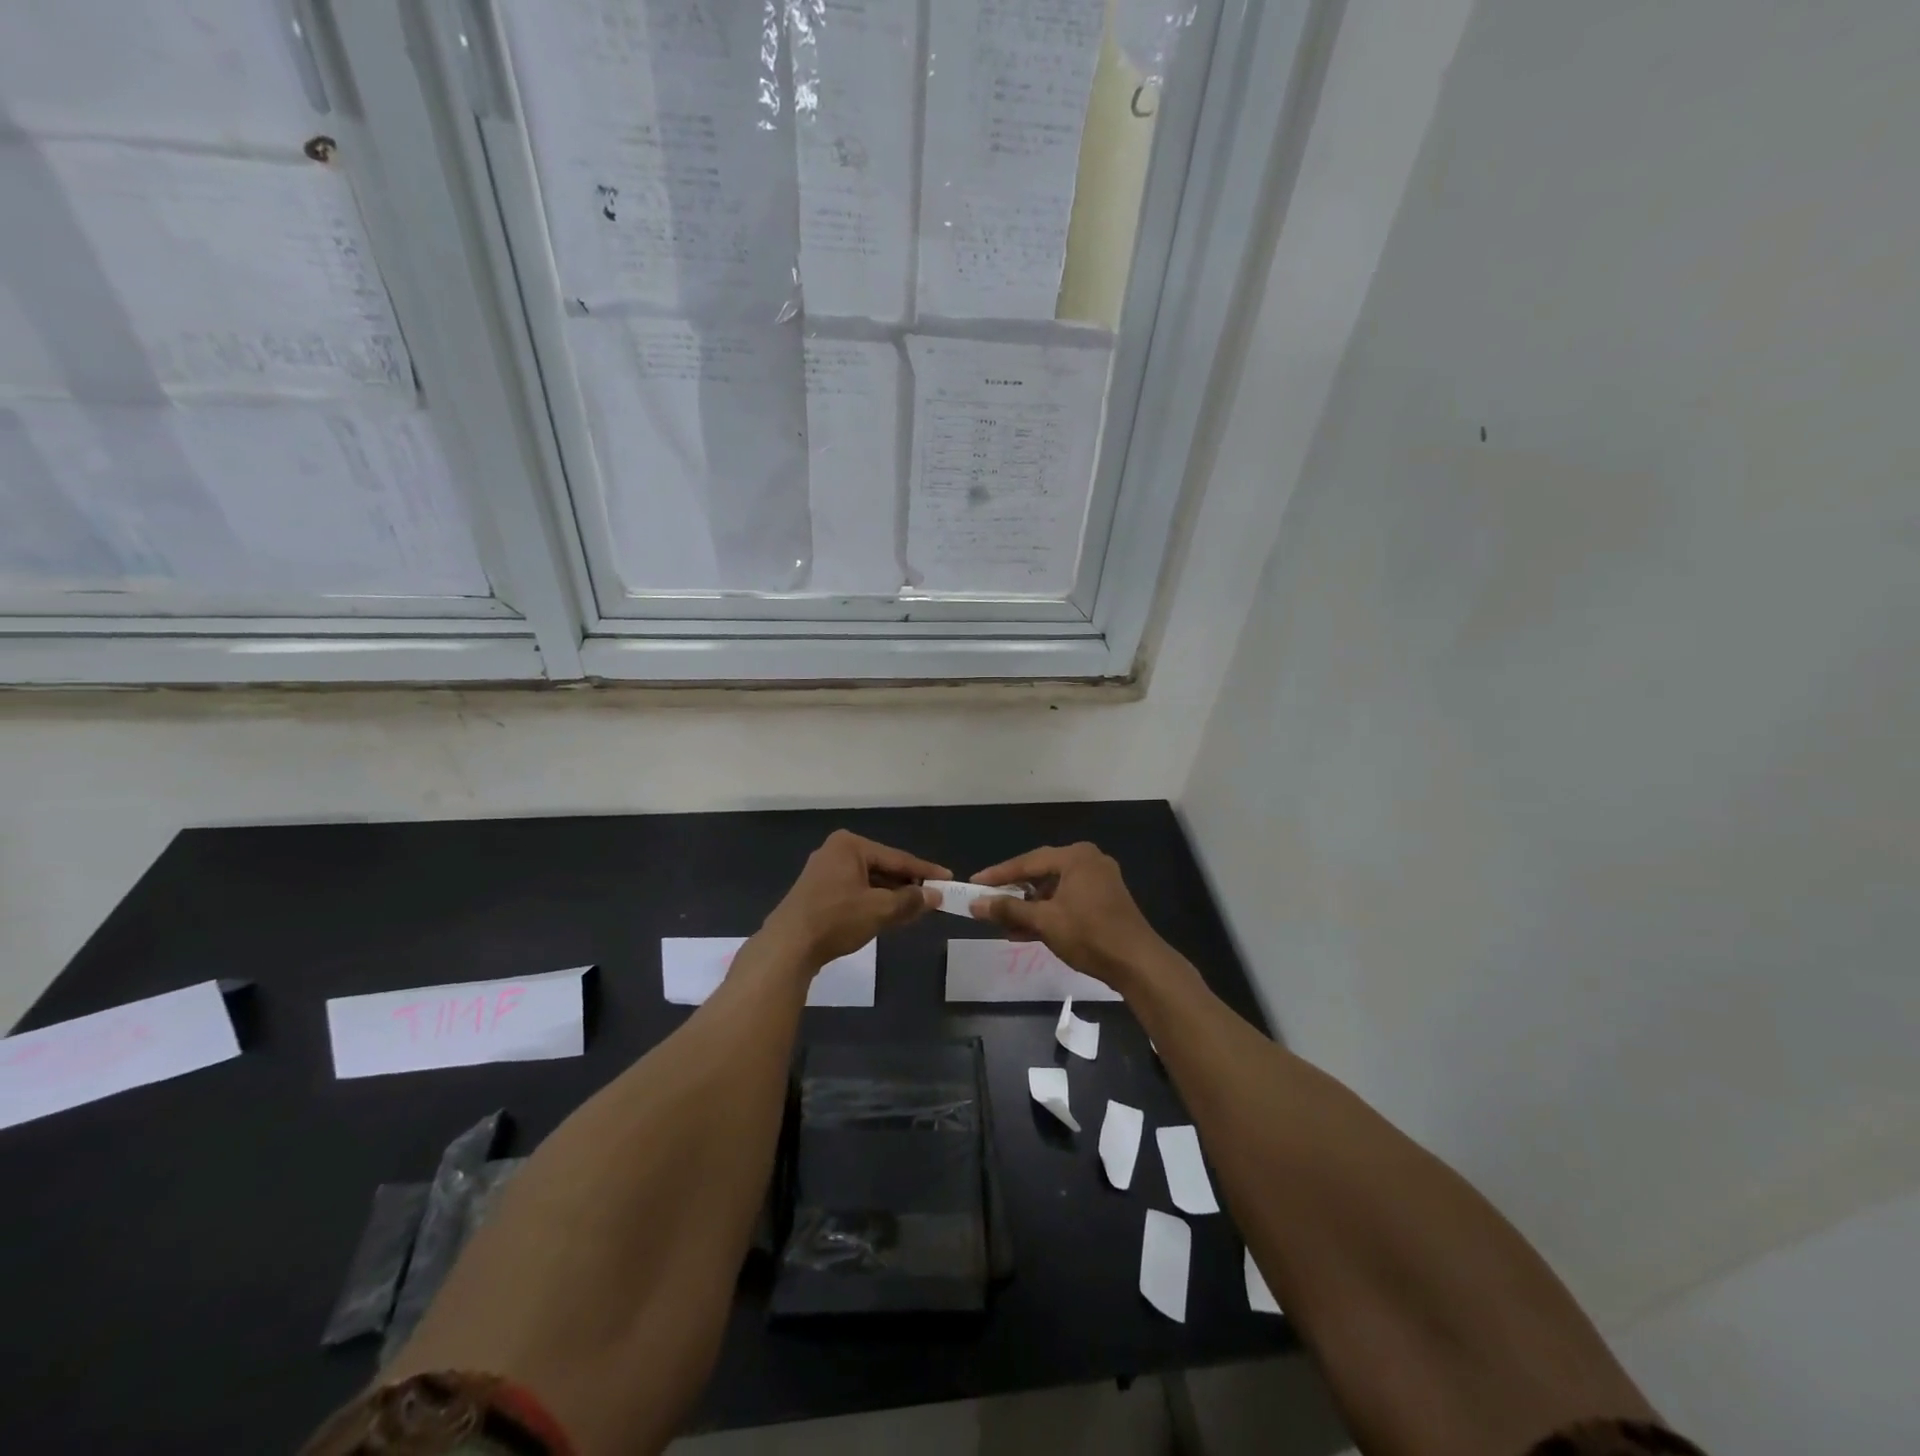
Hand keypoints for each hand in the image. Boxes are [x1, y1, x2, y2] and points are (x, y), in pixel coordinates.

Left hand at [762, 830, 949, 966]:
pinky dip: (873, 902)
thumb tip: (935, 896)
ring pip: (869, 882)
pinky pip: (855, 891)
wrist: (788, 946)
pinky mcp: (818, 892)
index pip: (897, 857)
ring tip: (916, 909)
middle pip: (883, 868)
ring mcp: (824, 872)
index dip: (925, 871)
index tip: (948, 878)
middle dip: (908, 884)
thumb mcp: (879, 909)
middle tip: (934, 896)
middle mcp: (836, 851)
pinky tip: (889, 915)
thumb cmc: (836, 919)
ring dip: (891, 896)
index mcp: (850, 845)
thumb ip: (910, 901)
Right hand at [969, 842, 1171, 991]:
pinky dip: (1047, 913)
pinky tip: (1026, 931)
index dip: (998, 875)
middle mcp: (1088, 861)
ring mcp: (1098, 881)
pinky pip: (1066, 900)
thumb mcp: (1044, 921)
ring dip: (1029, 907)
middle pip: (1040, 874)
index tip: (974, 883)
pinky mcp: (1104, 901)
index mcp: (1075, 856)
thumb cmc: (1089, 934)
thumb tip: (975, 905)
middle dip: (1013, 893)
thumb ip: (1008, 910)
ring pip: (1053, 890)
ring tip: (1003, 924)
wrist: (1137, 964)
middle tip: (987, 903)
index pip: (1027, 862)